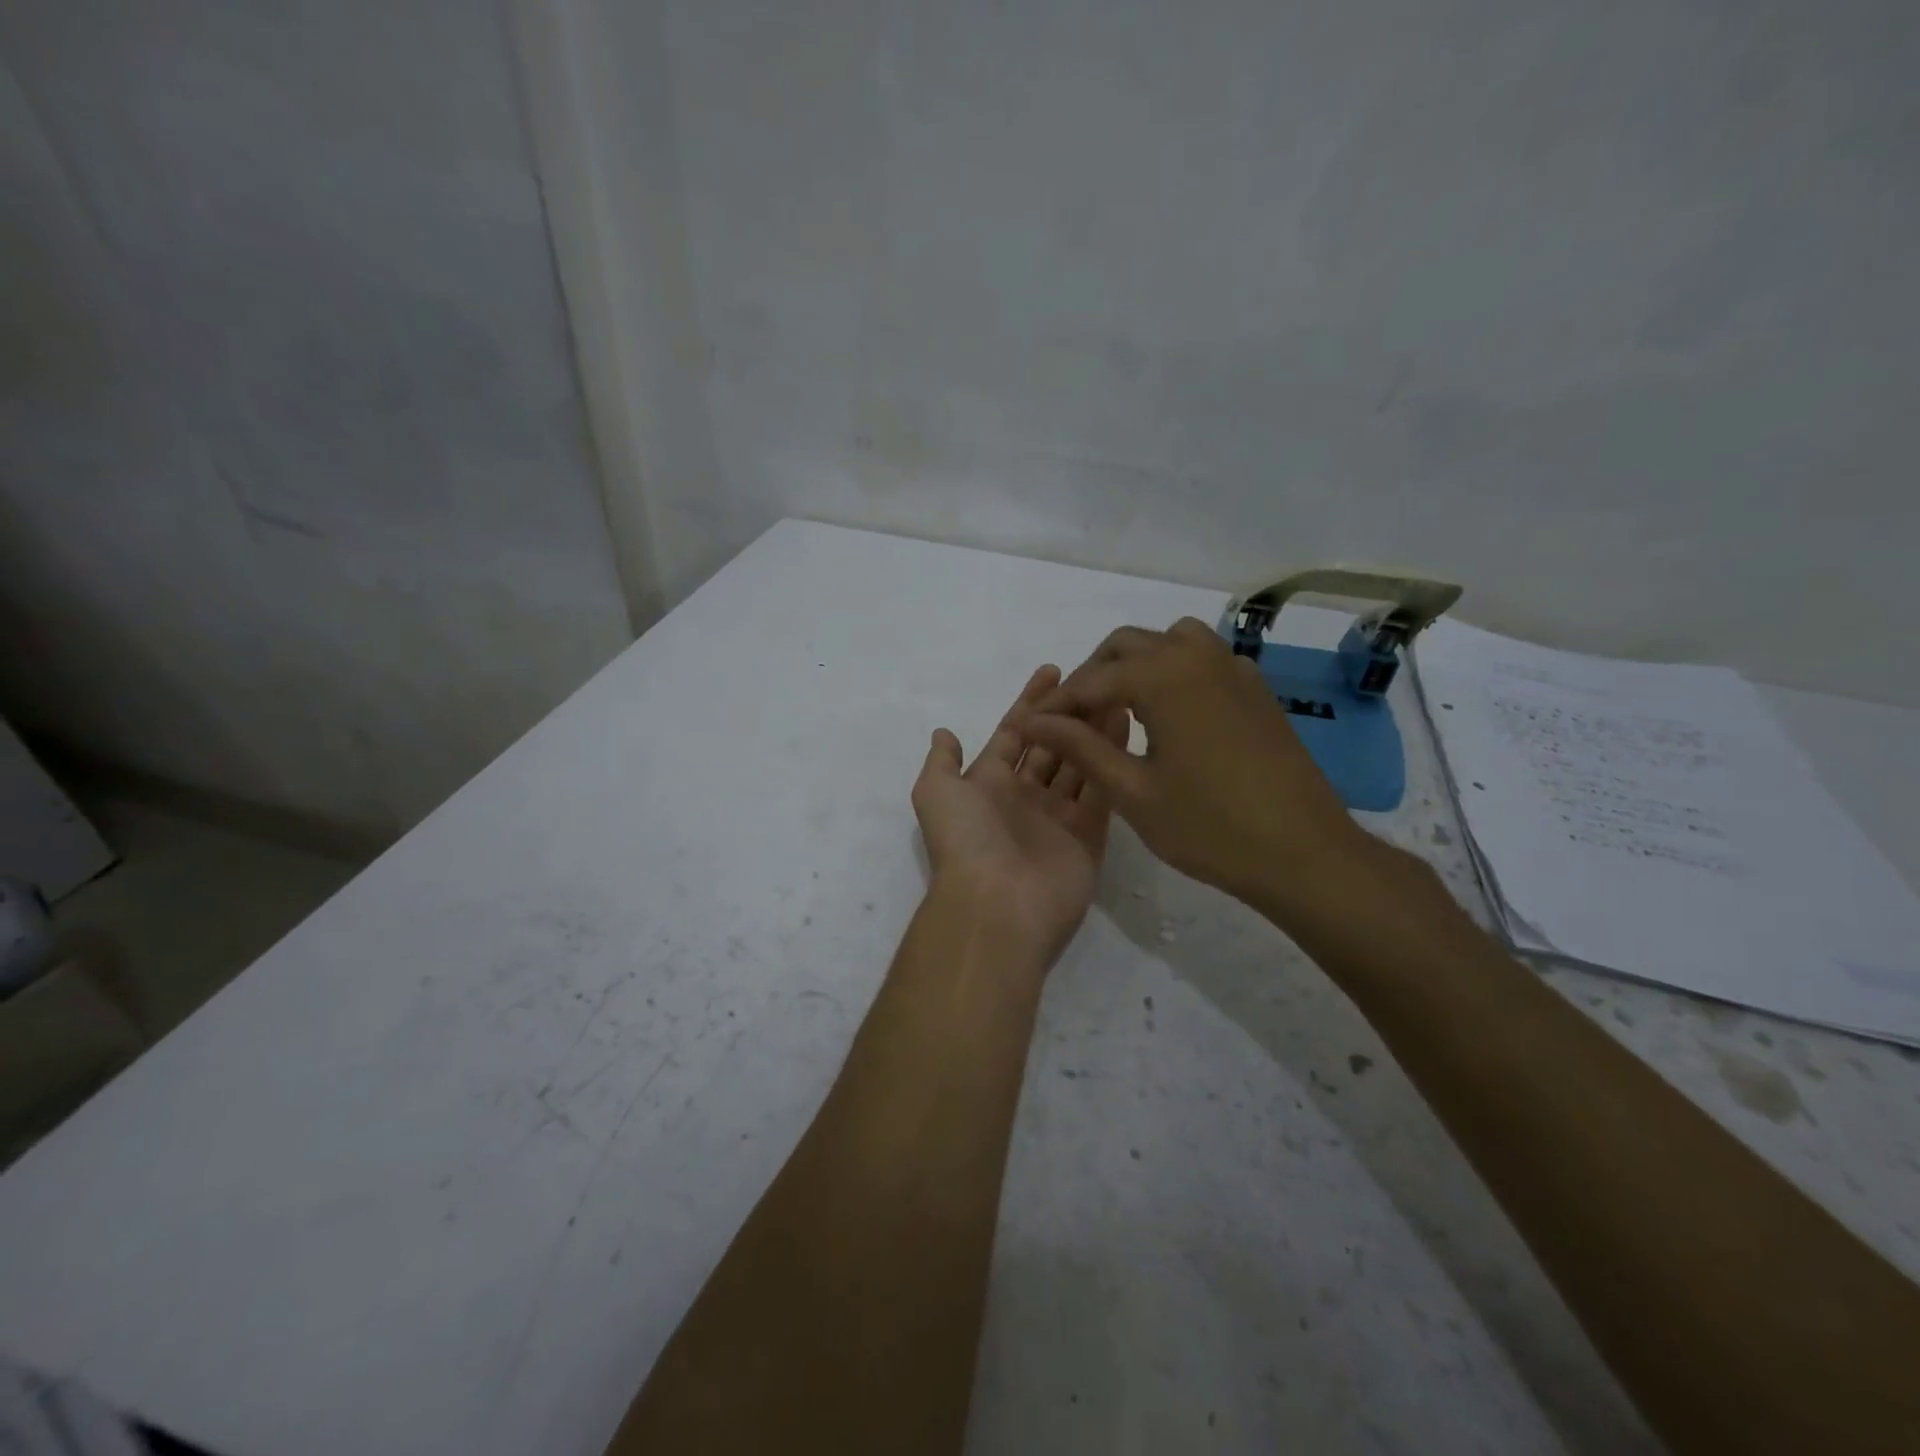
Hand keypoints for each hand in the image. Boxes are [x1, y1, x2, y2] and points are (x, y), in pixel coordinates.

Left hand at [912, 665, 1126, 966]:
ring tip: (1115, 695)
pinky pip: (1101, 790)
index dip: (1030, 702)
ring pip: (1079, 763)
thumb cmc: (966, 840)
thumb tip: (944, 733)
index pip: (1014, 733)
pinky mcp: (1088, 836)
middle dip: (1069, 713)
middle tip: (1096, 680)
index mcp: (988, 784)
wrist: (997, 905)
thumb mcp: (936, 792)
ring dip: (1093, 731)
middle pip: (1051, 745)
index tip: (1053, 671)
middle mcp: (1024, 797)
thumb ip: (942, 761)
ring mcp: (1058, 817)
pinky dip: (1111, 759)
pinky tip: (1125, 727)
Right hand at [1015, 618, 1373, 915]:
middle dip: (1092, 676)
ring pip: (1168, 642)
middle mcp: (1197, 657)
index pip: (1091, 680)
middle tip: (1073, 721)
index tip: (1031, 727)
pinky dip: (1173, 672)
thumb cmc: (1210, 828)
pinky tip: (1169, 716)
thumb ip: (1080, 747)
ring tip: (1120, 709)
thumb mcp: (1132, 791)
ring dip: (1135, 665)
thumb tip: (1033, 721)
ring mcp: (1233, 669)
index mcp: (1163, 677)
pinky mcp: (1255, 689)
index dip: (1057, 704)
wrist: (1305, 854)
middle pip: (1126, 646)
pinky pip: (1202, 659)